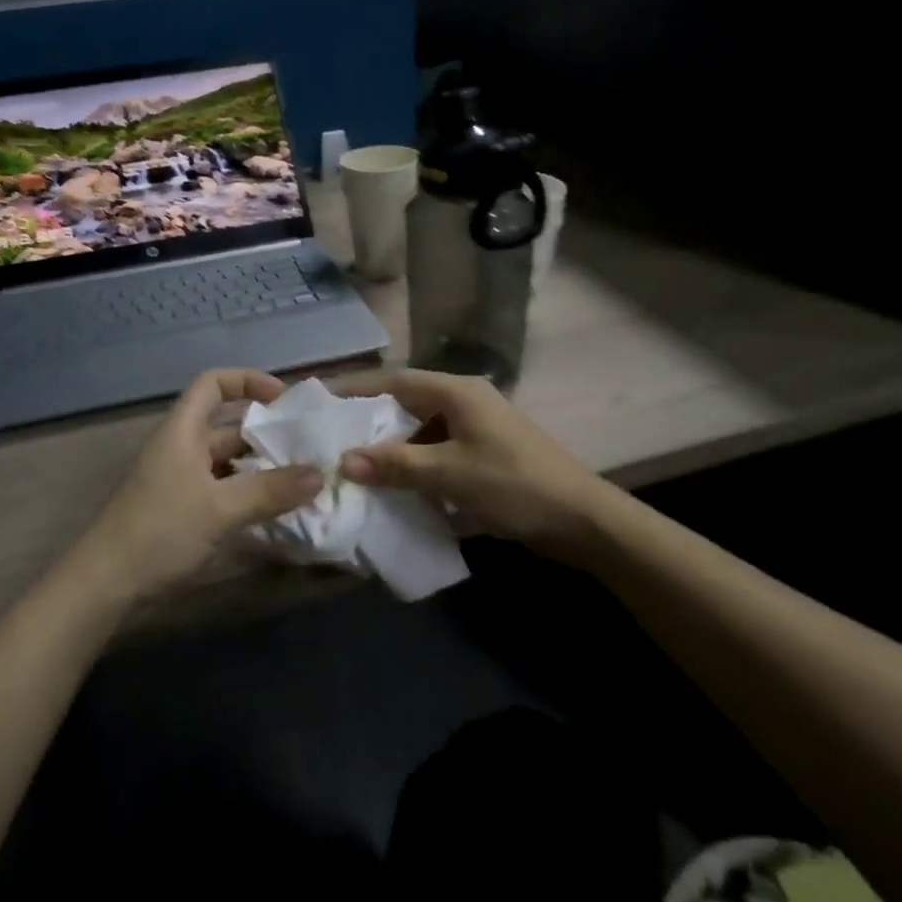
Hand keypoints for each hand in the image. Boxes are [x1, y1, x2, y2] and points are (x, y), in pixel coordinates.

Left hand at [78, 369, 323, 599]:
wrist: (105, 583)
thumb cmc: (160, 531)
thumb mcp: (220, 509)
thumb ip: (270, 491)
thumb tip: (319, 474)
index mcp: (183, 430)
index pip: (213, 384)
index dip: (248, 382)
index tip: (284, 401)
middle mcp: (182, 446)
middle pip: (228, 426)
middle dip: (267, 434)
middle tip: (307, 448)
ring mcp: (180, 478)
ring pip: (228, 460)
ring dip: (261, 467)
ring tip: (301, 480)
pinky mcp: (182, 507)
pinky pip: (222, 487)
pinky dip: (247, 492)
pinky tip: (273, 509)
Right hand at [338, 370, 610, 565]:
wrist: (582, 520)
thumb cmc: (514, 486)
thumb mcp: (449, 474)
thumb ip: (396, 464)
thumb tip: (345, 460)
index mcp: (456, 392)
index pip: (394, 380)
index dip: (355, 389)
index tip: (319, 399)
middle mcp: (464, 401)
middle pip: (405, 403)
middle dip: (369, 421)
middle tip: (329, 438)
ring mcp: (476, 428)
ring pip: (420, 429)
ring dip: (391, 447)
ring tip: (354, 465)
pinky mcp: (483, 454)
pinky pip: (436, 451)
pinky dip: (414, 465)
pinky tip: (395, 486)